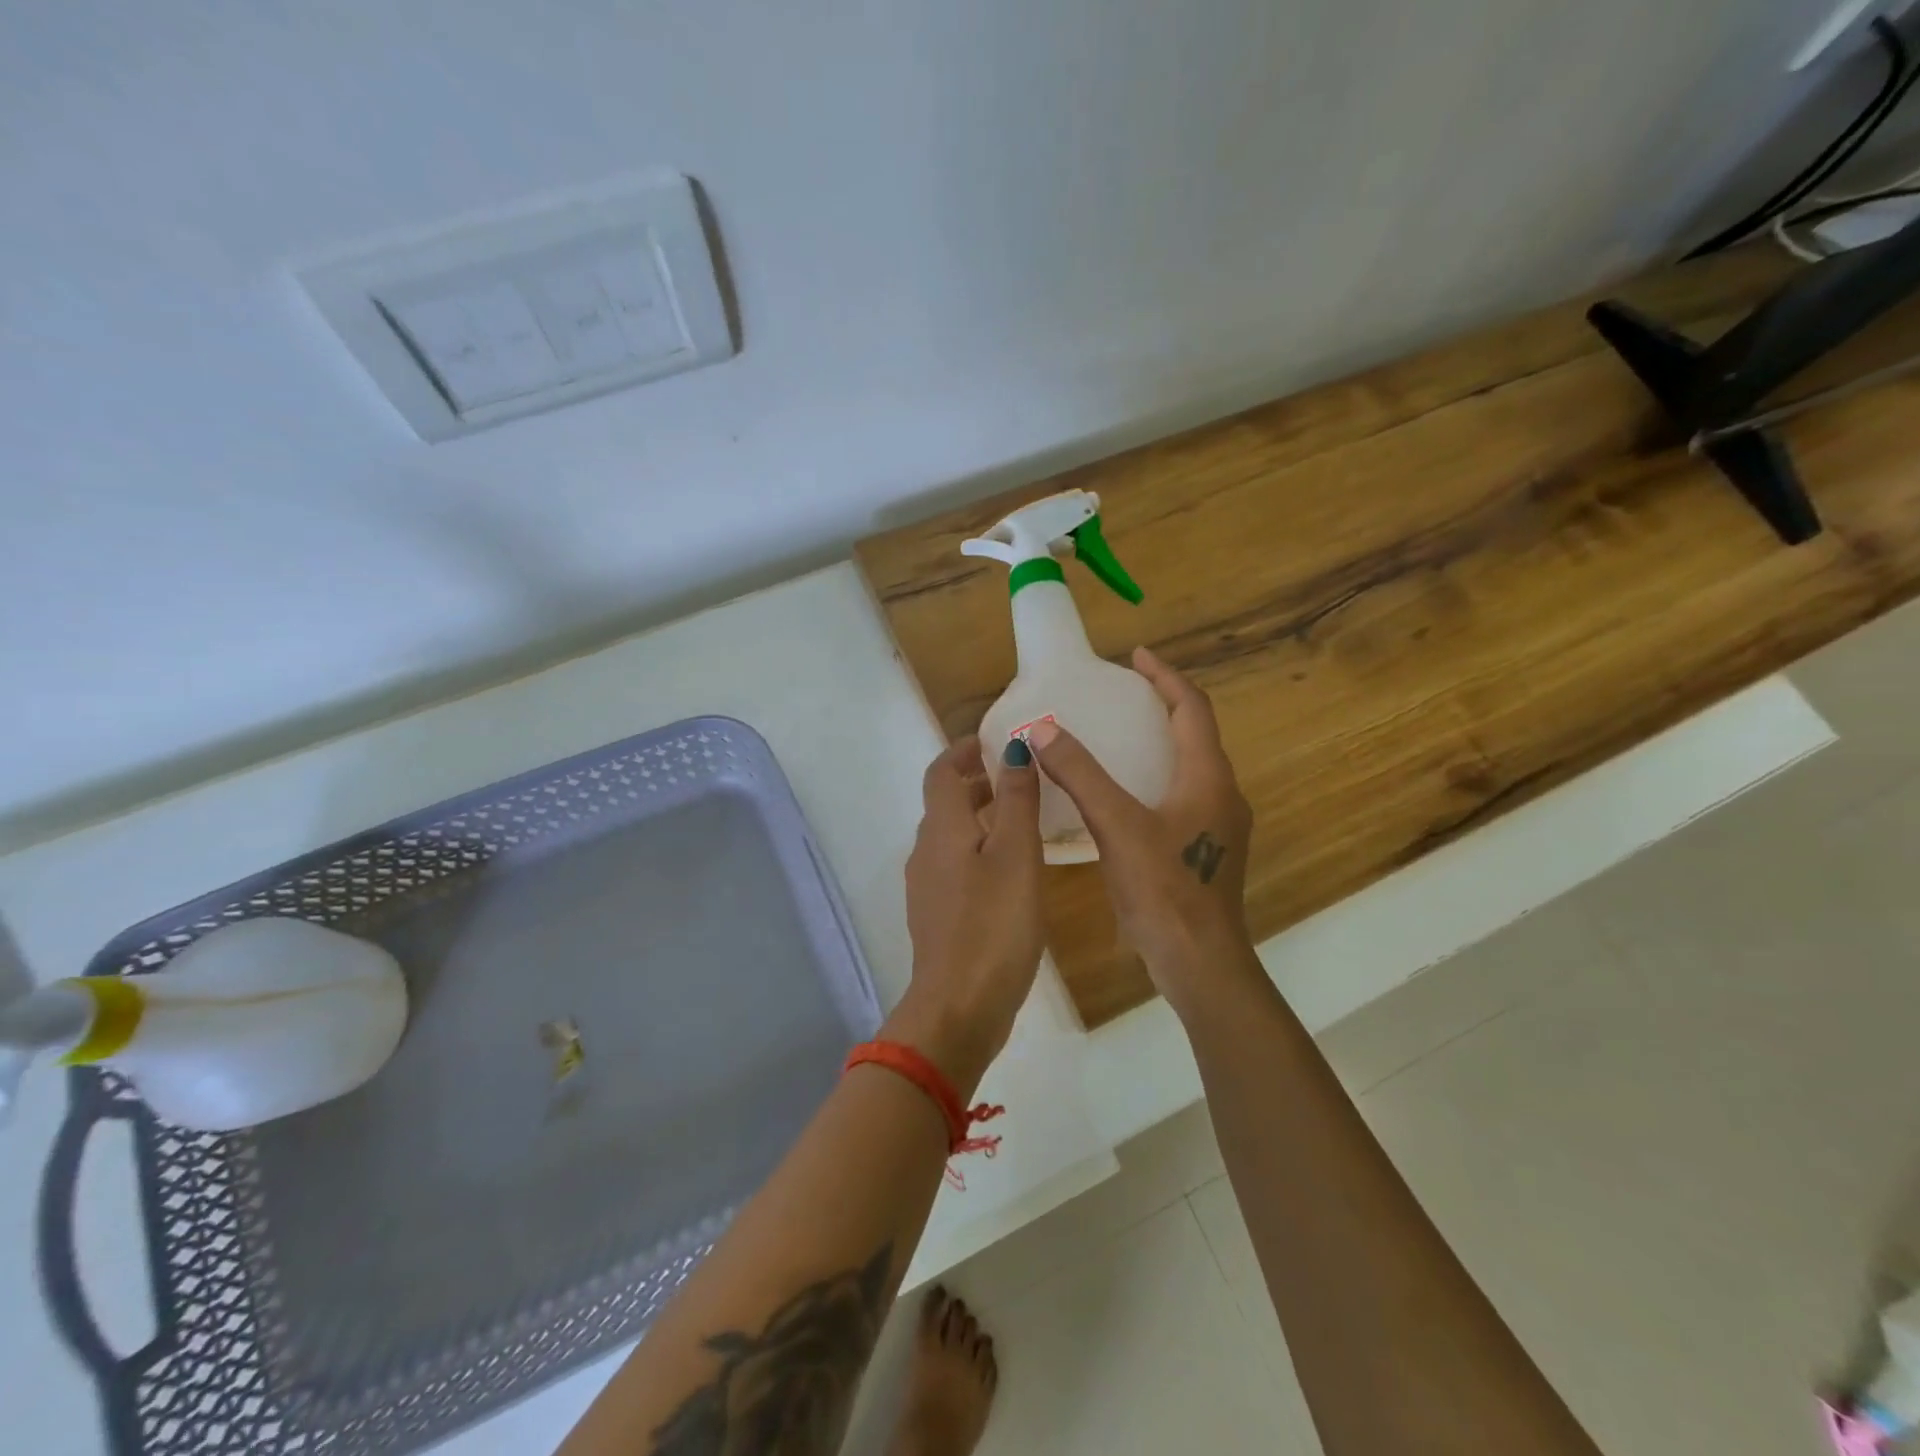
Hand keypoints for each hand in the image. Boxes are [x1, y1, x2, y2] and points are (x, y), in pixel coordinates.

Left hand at [888, 735, 1044, 1091]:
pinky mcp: (938, 917)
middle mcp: (926, 852)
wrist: (959, 1007)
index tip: (992, 741)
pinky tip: (1011, 871)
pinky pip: (956, 867)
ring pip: (952, 837)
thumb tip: (1013, 748)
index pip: (940, 772)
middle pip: (945, 804)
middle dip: (976, 783)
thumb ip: (1016, 799)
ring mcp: (928, 888)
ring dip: (980, 818)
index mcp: (942, 829)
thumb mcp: (1017, 854)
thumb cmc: (994, 924)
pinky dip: (979, 851)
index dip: (962, 751)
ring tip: (1022, 820)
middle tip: (1018, 778)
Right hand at [1026, 648, 1254, 1014]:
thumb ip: (1080, 775)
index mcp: (1208, 778)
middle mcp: (1221, 794)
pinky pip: (1181, 796)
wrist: (1200, 962)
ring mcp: (1216, 826)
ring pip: (1189, 767)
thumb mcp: (1117, 825)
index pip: (1192, 708)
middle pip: (1195, 734)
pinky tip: (1122, 795)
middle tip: (1121, 694)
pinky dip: (1155, 777)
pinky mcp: (1204, 851)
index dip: (1165, 677)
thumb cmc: (1165, 889)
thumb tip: (1042, 729)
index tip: (1136, 656)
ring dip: (1159, 743)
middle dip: (1162, 706)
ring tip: (1119, 735)